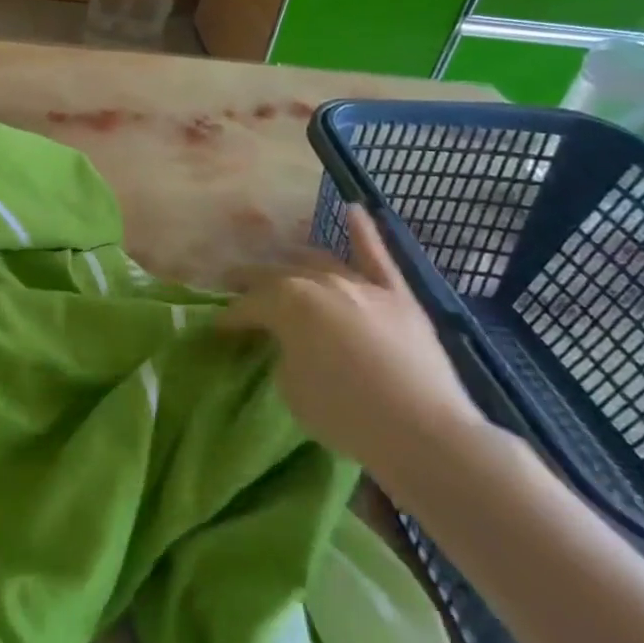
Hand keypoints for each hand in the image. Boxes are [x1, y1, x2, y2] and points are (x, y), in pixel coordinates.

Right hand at [223, 206, 489, 489]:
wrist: (424, 433)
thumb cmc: (345, 414)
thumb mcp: (290, 386)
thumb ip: (283, 351)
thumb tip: (289, 342)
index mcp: (286, 302)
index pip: (247, 306)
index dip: (230, 319)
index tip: (219, 329)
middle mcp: (320, 281)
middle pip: (276, 275)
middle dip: (251, 282)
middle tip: (236, 289)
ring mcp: (361, 284)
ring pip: (319, 261)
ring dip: (294, 261)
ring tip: (280, 265)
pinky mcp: (397, 295)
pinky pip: (378, 256)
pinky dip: (365, 231)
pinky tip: (353, 209)